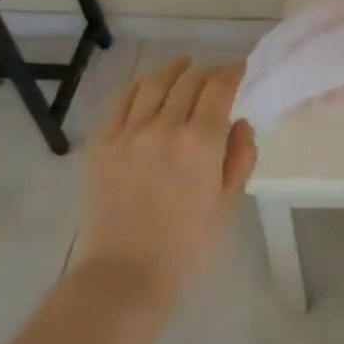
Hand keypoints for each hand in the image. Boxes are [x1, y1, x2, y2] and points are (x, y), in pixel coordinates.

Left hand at [77, 57, 257, 304]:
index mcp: (200, 141)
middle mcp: (164, 126)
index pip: (219, 87)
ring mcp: (129, 133)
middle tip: (216, 76)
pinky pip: (122, 101)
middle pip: (189, 79)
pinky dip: (139, 86)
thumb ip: (240, 156)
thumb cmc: (187, 246)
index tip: (240, 68)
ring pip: (154, 83)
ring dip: (174, 70)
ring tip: (183, 67)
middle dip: (207, 71)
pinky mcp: (102, 144)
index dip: (232, 71)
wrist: (124, 275)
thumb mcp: (229, 203)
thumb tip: (239, 122)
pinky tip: (148, 86)